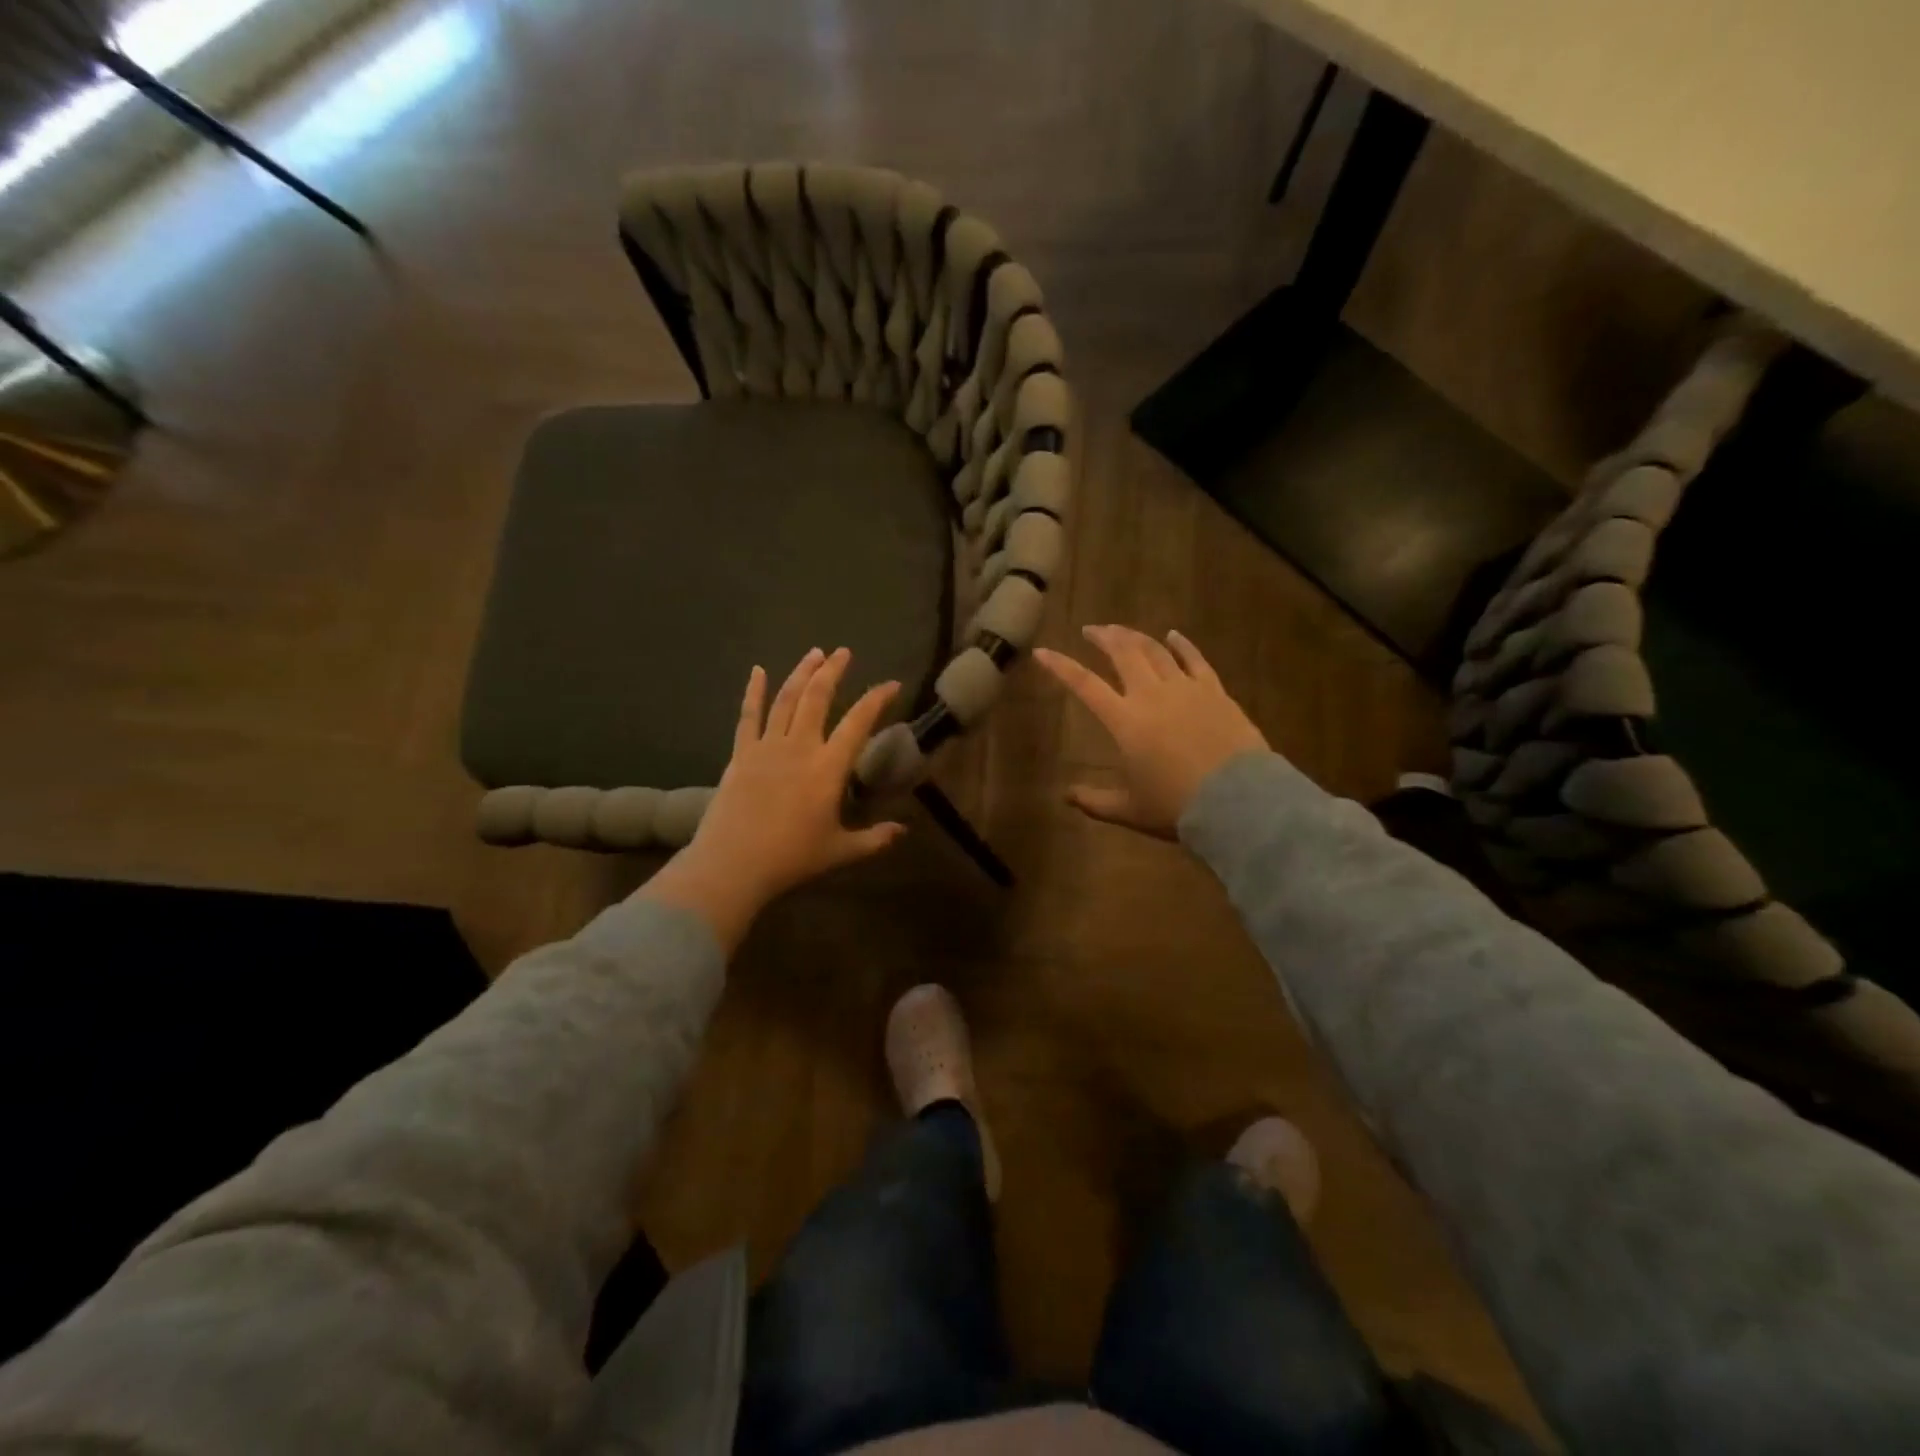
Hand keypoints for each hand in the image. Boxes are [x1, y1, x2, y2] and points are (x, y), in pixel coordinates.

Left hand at [639, 648, 905, 947]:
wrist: (732, 864)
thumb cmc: (791, 858)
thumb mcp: (840, 851)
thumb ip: (874, 839)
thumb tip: (903, 831)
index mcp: (828, 768)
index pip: (858, 722)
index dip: (877, 699)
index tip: (891, 684)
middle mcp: (800, 747)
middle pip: (818, 697)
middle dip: (833, 671)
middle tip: (843, 652)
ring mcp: (767, 747)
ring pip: (786, 699)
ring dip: (801, 673)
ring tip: (814, 653)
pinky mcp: (741, 754)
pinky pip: (748, 716)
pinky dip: (753, 692)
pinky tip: (758, 671)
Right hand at [1035, 625, 1268, 839]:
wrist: (1237, 800)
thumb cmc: (1176, 806)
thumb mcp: (1130, 810)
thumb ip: (1095, 802)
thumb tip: (1067, 796)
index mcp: (1125, 721)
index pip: (1084, 685)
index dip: (1060, 666)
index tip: (1042, 651)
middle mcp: (1151, 695)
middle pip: (1123, 653)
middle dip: (1103, 637)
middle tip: (1091, 629)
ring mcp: (1186, 689)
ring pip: (1156, 650)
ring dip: (1135, 636)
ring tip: (1122, 630)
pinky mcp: (1215, 691)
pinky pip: (1195, 659)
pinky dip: (1181, 644)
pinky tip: (1173, 635)